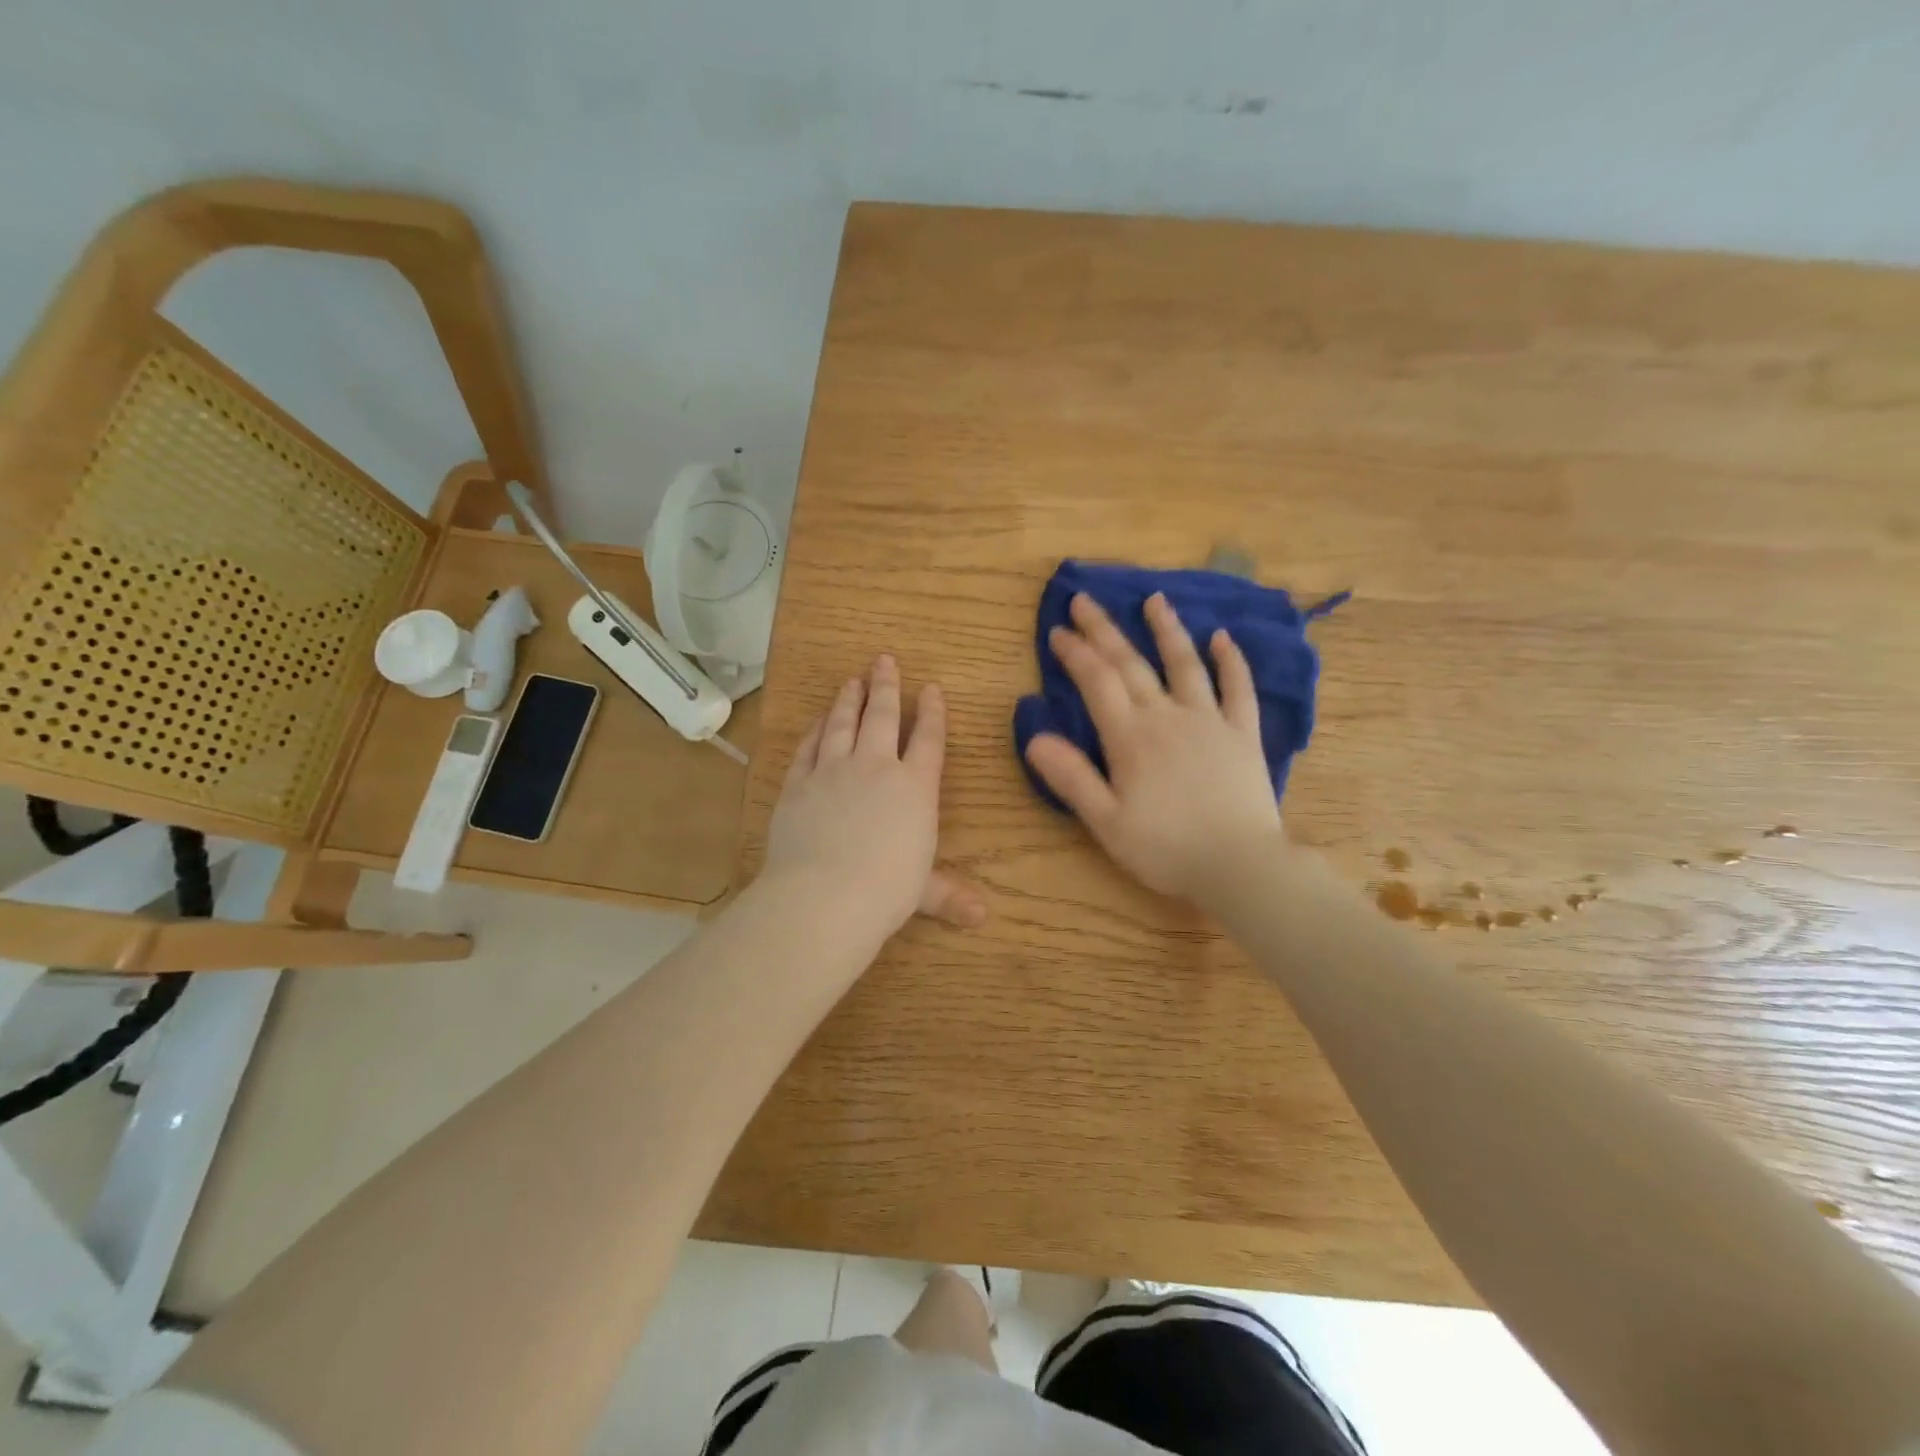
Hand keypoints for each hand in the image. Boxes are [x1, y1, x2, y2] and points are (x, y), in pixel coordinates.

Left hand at [763, 654, 986, 941]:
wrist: (825, 895)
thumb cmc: (887, 891)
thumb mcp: (923, 893)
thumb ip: (949, 896)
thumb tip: (982, 917)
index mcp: (915, 787)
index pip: (928, 739)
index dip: (932, 712)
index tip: (931, 689)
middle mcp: (875, 767)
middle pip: (882, 716)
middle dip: (886, 686)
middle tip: (884, 660)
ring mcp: (833, 771)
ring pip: (842, 724)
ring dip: (848, 699)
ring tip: (851, 680)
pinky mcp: (798, 784)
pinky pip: (808, 748)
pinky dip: (814, 731)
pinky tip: (818, 721)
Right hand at [1024, 592, 1285, 904]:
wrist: (1240, 866)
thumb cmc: (1166, 849)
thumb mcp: (1107, 822)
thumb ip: (1072, 778)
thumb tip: (1035, 738)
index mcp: (1130, 738)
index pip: (1097, 682)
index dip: (1075, 653)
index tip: (1057, 630)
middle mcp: (1167, 717)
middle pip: (1131, 664)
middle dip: (1104, 630)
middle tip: (1084, 600)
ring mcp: (1209, 721)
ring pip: (1185, 664)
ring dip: (1167, 630)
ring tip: (1154, 599)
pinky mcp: (1243, 734)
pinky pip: (1238, 689)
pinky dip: (1231, 661)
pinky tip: (1223, 637)